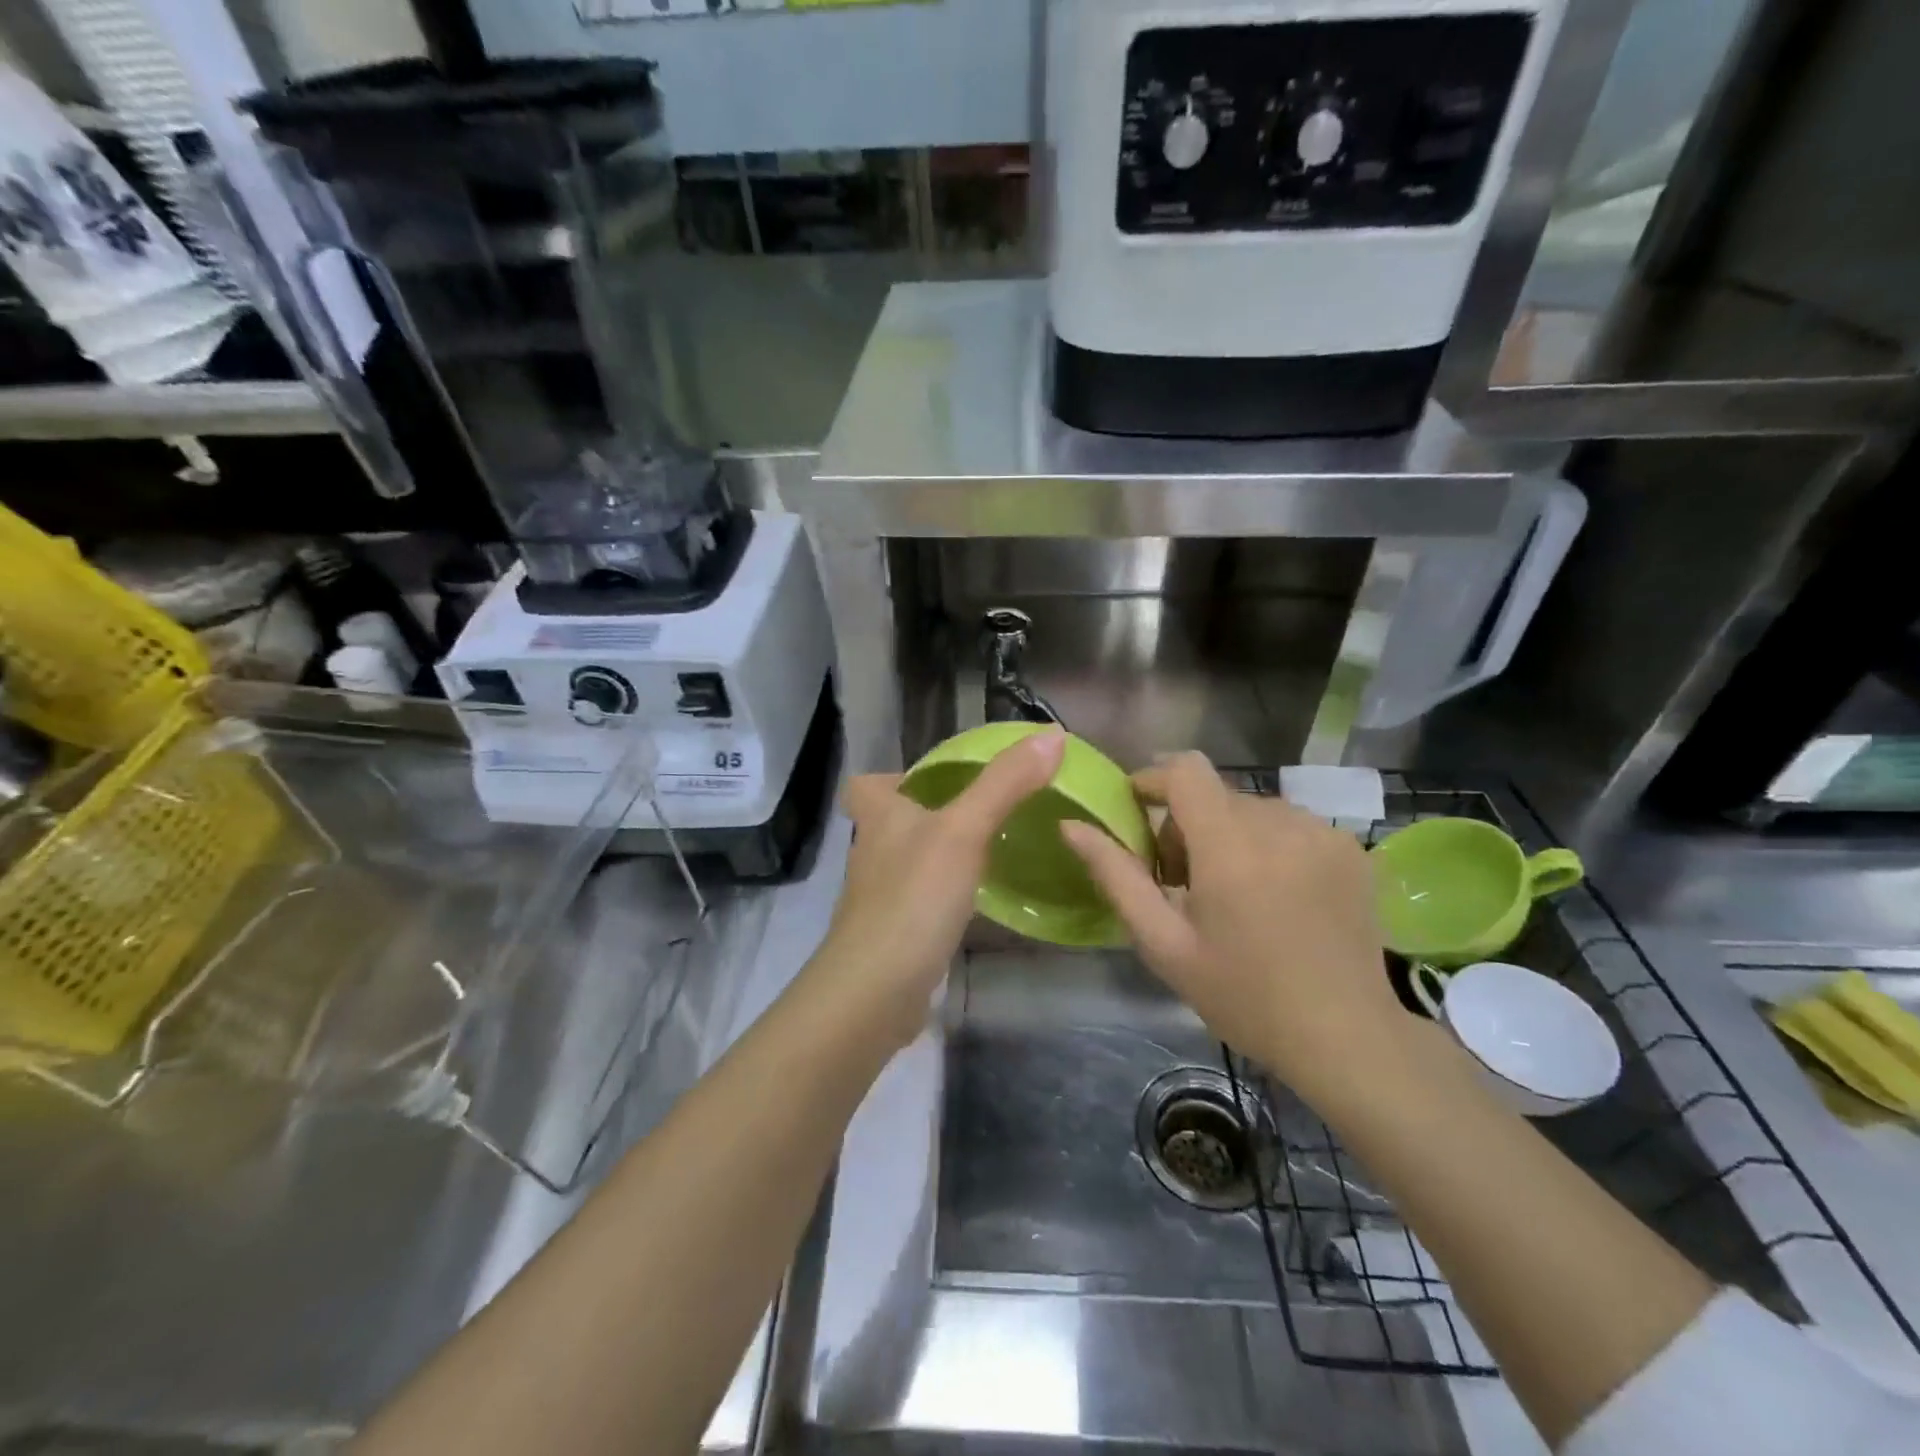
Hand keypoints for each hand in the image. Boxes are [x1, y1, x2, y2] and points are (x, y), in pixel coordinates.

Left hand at [809, 729, 1066, 1048]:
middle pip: (890, 823)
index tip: (935, 779)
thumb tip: (1052, 734)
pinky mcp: (893, 935)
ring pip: (907, 863)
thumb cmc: (914, 896)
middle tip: (979, 813)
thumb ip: (1005, 784)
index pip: (865, 785)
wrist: (876, 990)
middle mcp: (872, 853)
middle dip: (927, 815)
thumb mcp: (965, 831)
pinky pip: (919, 902)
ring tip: (988, 852)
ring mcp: (879, 898)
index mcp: (879, 818)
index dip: (892, 777)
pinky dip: (942, 897)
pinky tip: (976, 903)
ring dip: (939, 855)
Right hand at [1061, 752, 1403, 1101]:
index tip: (1137, 813)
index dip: (1153, 779)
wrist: (1346, 1037)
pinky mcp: (1351, 848)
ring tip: (1232, 894)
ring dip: (1229, 835)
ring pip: (1252, 808)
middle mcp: (1280, 822)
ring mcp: (1323, 832)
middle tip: (1182, 883)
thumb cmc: (1243, 995)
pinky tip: (1276, 896)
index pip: (1185, 769)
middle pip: (1215, 794)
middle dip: (1186, 824)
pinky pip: (1291, 824)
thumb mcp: (1163, 943)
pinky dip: (1269, 845)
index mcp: (1229, 845)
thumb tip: (1072, 825)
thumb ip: (1116, 876)